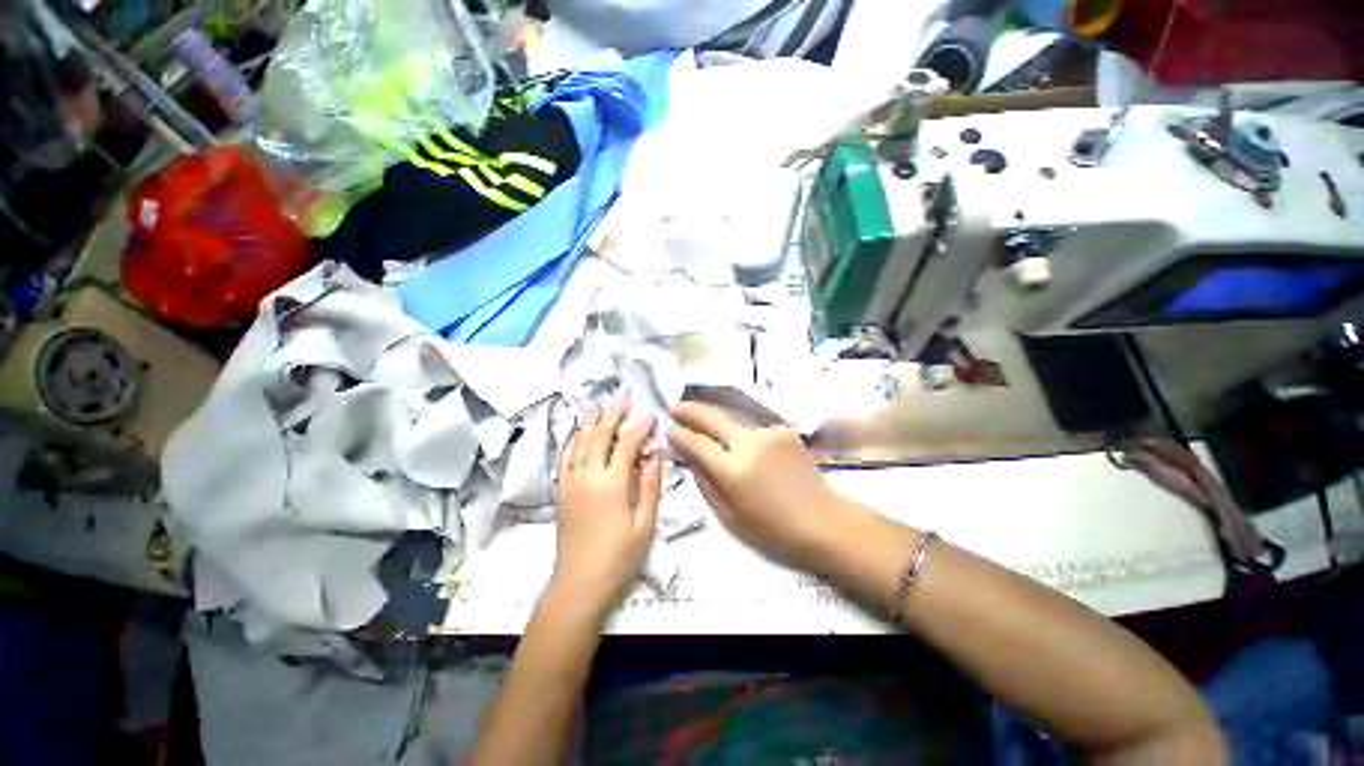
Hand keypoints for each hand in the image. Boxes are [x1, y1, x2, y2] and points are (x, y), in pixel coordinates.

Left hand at [552, 402, 662, 616]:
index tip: (652, 415)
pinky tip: (577, 433)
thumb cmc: (618, 557)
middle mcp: (588, 477)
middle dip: (613, 414)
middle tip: (624, 397)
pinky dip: (572, 441)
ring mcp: (571, 483)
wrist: (579, 585)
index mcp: (612, 484)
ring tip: (598, 405)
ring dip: (590, 421)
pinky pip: (565, 458)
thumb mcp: (644, 524)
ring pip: (579, 443)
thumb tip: (656, 454)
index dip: (640, 427)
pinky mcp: (562, 492)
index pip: (627, 444)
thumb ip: (651, 485)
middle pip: (600, 436)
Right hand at [668, 403, 861, 572]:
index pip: (696, 443)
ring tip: (726, 448)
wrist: (821, 519)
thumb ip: (705, 482)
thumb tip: (689, 457)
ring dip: (726, 432)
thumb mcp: (729, 515)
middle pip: (714, 418)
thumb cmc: (771, 527)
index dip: (679, 434)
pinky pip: (756, 431)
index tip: (668, 429)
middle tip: (677, 407)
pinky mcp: (785, 430)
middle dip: (691, 410)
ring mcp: (769, 433)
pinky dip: (749, 440)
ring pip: (736, 425)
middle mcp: (749, 444)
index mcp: (733, 470)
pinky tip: (757, 456)